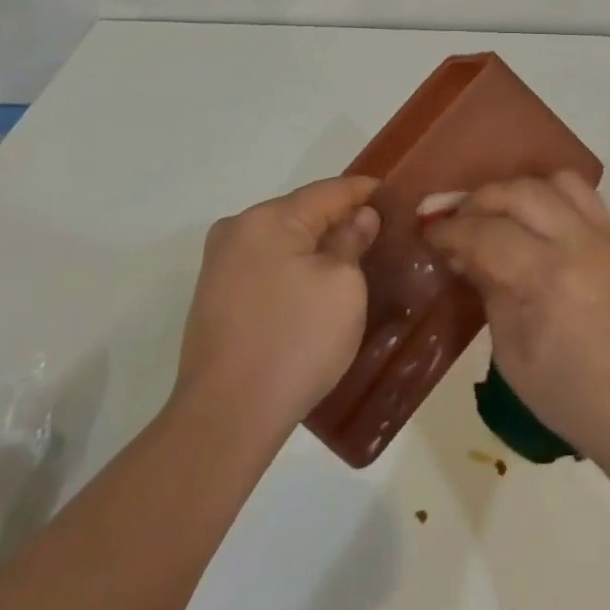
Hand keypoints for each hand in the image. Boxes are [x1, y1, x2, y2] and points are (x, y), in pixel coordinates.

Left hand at [174, 177, 381, 440]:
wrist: (226, 418)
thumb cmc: (295, 342)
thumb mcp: (343, 286)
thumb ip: (352, 241)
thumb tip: (360, 217)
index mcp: (268, 219)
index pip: (329, 190)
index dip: (365, 191)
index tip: (395, 195)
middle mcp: (237, 230)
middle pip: (302, 212)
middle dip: (340, 220)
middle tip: (380, 233)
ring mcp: (220, 265)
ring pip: (283, 241)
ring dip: (316, 247)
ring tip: (353, 260)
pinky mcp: (215, 298)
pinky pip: (266, 267)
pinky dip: (294, 269)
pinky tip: (315, 289)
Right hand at [425, 173, 609, 473]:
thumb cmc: (575, 399)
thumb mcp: (514, 356)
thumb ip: (490, 292)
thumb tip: (463, 255)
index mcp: (549, 279)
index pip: (486, 233)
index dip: (451, 231)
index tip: (429, 235)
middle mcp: (580, 243)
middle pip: (519, 192)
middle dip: (479, 201)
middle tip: (457, 222)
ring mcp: (607, 236)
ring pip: (555, 181)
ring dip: (518, 191)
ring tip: (498, 215)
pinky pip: (584, 194)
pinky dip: (552, 195)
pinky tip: (536, 220)